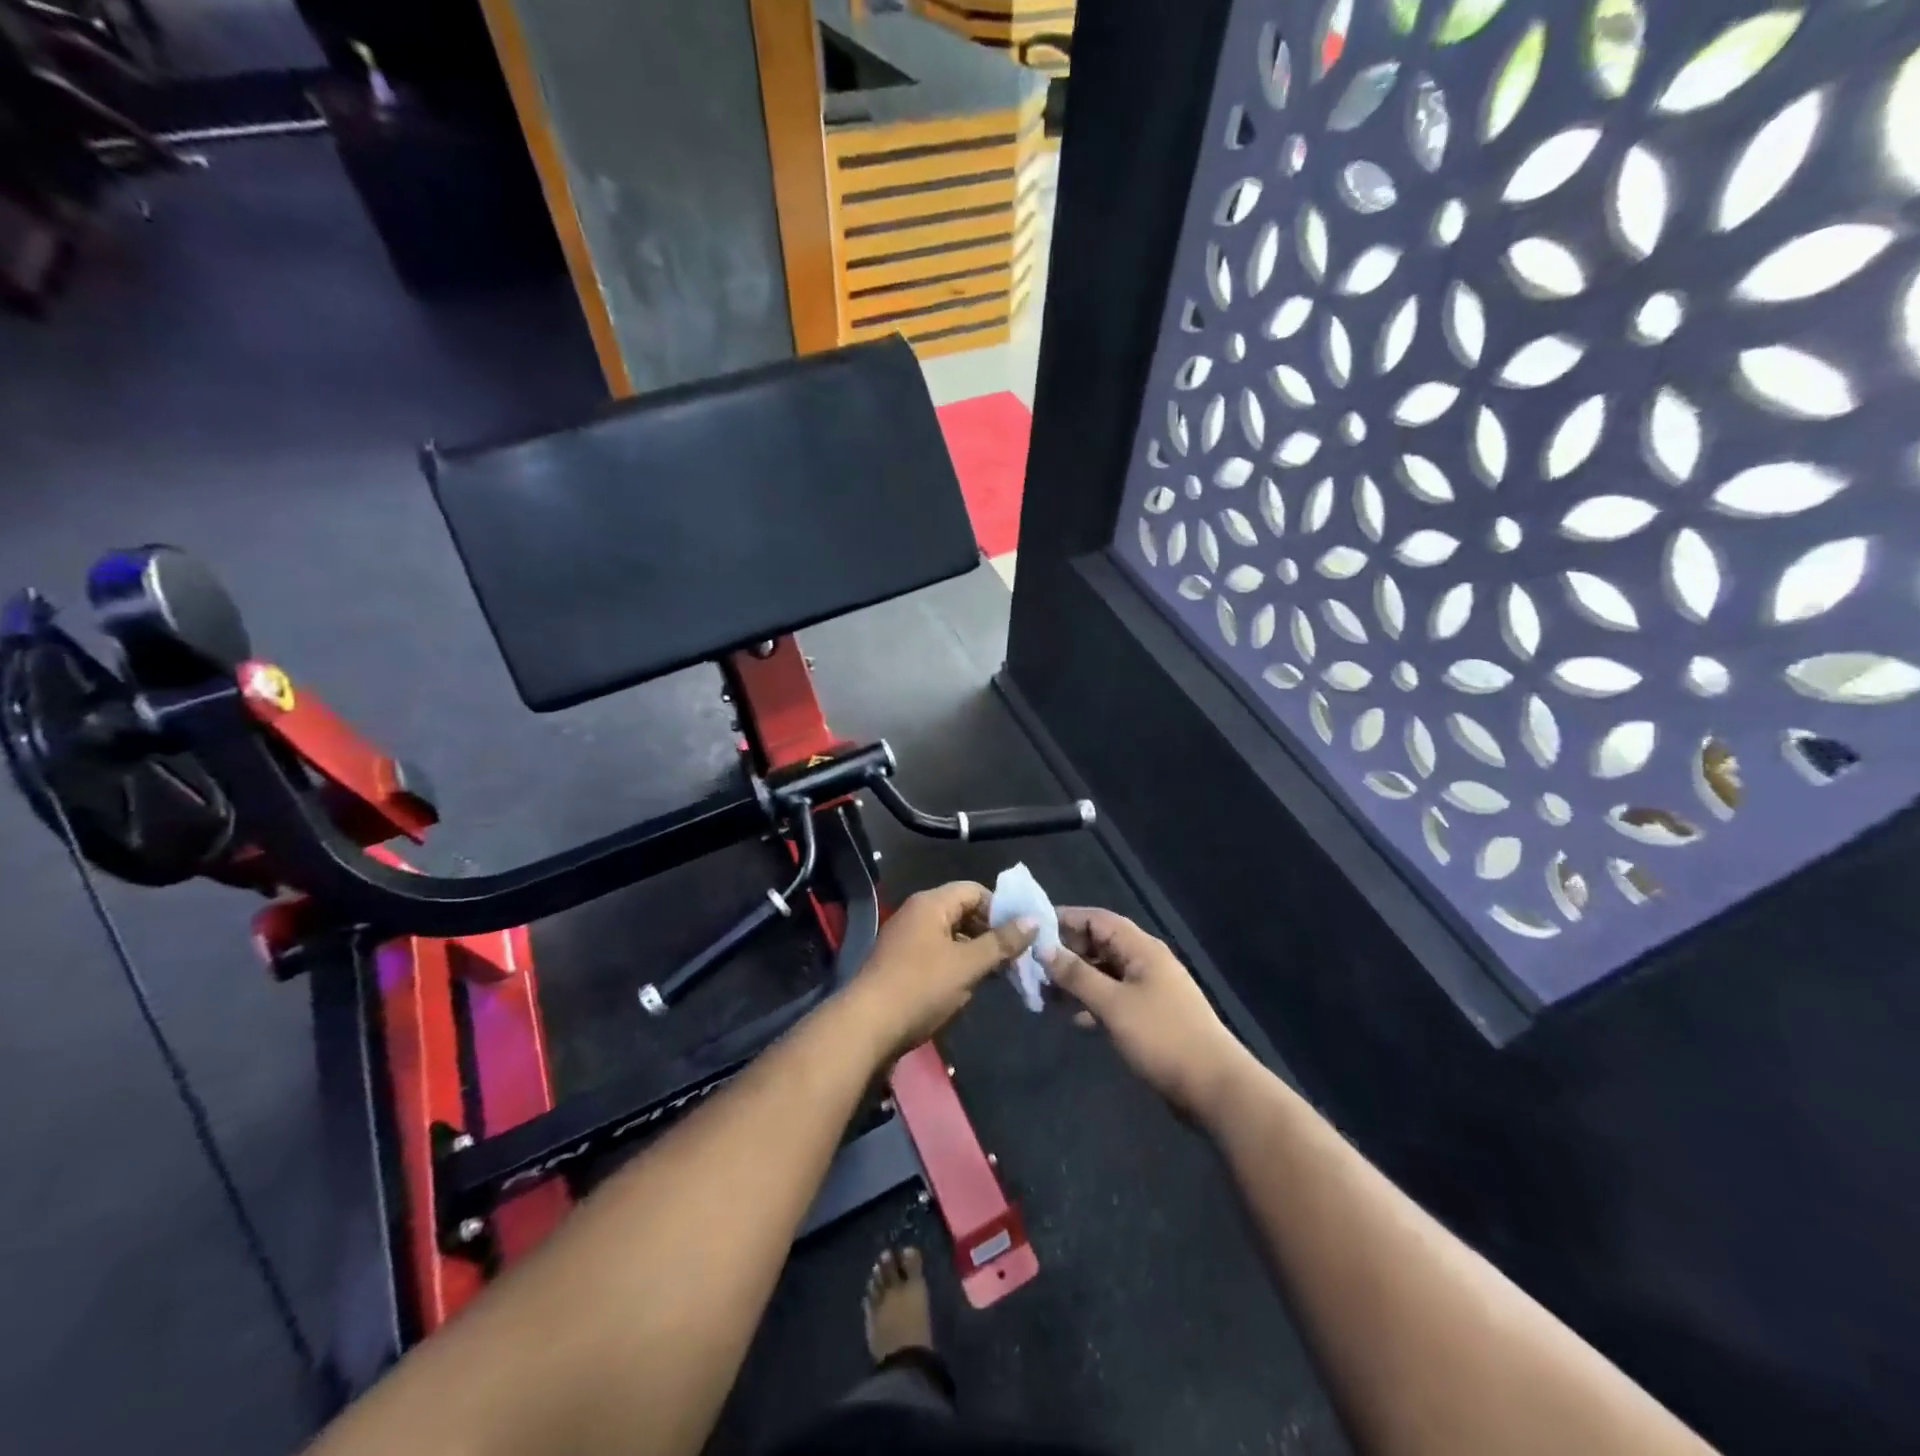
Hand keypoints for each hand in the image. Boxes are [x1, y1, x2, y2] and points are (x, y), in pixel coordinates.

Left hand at [844, 881, 1036, 1062]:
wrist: (867, 1026)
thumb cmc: (921, 987)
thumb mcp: (968, 964)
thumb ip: (1002, 942)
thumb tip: (1033, 920)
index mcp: (931, 903)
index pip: (974, 890)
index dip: (1001, 909)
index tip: (1022, 934)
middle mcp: (917, 914)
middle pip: (963, 912)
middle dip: (991, 932)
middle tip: (1017, 957)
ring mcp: (906, 939)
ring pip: (952, 936)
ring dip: (976, 952)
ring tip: (1000, 974)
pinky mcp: (901, 964)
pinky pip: (938, 954)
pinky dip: (957, 964)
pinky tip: (971, 986)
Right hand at [1043, 907, 1251, 1120]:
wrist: (1213, 1088)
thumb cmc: (1161, 1037)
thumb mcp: (1112, 1004)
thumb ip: (1076, 975)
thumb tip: (1043, 948)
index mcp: (1141, 948)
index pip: (1096, 919)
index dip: (1064, 920)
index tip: (1031, 930)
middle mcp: (1145, 961)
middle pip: (1099, 945)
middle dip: (1066, 953)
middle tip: (1032, 968)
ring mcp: (1149, 990)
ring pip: (1104, 973)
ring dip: (1076, 981)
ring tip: (1044, 994)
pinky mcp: (1150, 1016)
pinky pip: (1113, 998)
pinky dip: (1092, 1002)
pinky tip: (1074, 1019)